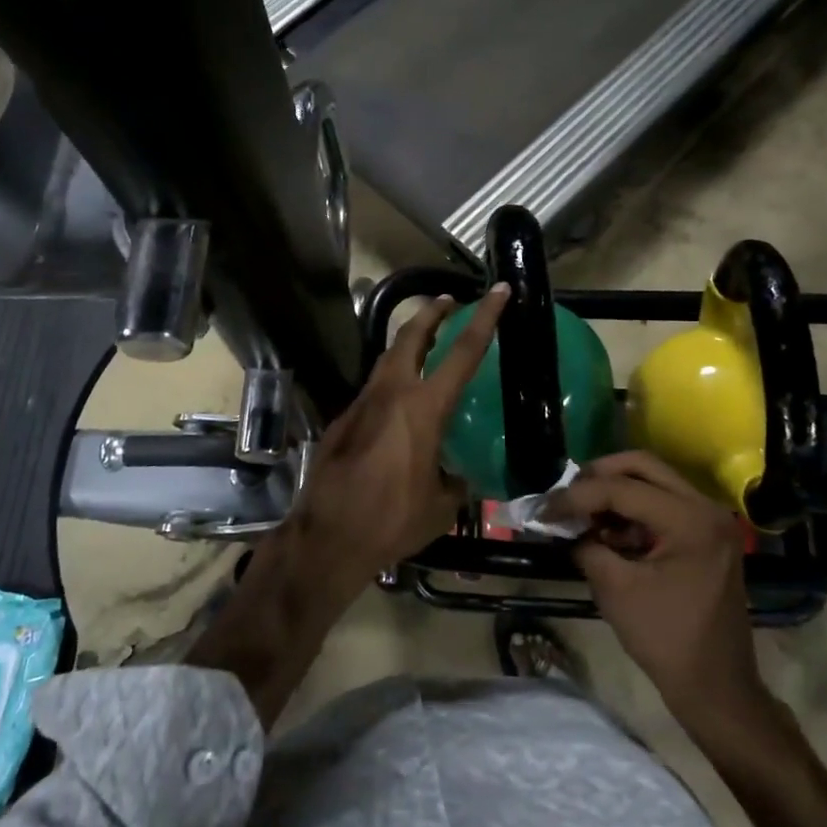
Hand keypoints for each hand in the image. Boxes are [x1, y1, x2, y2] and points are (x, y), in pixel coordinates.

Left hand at [294, 285, 508, 586]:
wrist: (328, 535)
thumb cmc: (392, 520)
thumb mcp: (441, 505)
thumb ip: (454, 481)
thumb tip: (458, 475)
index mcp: (423, 408)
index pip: (462, 351)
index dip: (484, 318)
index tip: (497, 290)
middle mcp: (391, 393)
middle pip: (411, 335)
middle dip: (431, 311)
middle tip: (448, 300)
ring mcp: (362, 402)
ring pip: (388, 357)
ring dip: (408, 340)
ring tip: (425, 338)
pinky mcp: (343, 419)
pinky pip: (374, 387)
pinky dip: (392, 377)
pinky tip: (398, 399)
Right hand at [560, 452, 785, 763]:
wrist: (717, 688)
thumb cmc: (667, 640)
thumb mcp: (615, 589)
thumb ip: (586, 546)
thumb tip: (564, 527)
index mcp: (690, 520)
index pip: (622, 489)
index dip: (577, 496)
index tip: (544, 509)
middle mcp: (705, 508)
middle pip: (642, 466)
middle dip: (598, 476)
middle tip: (566, 495)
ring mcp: (709, 521)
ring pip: (653, 482)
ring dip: (614, 492)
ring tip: (581, 514)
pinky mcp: (705, 536)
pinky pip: (662, 504)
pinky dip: (631, 511)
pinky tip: (606, 532)